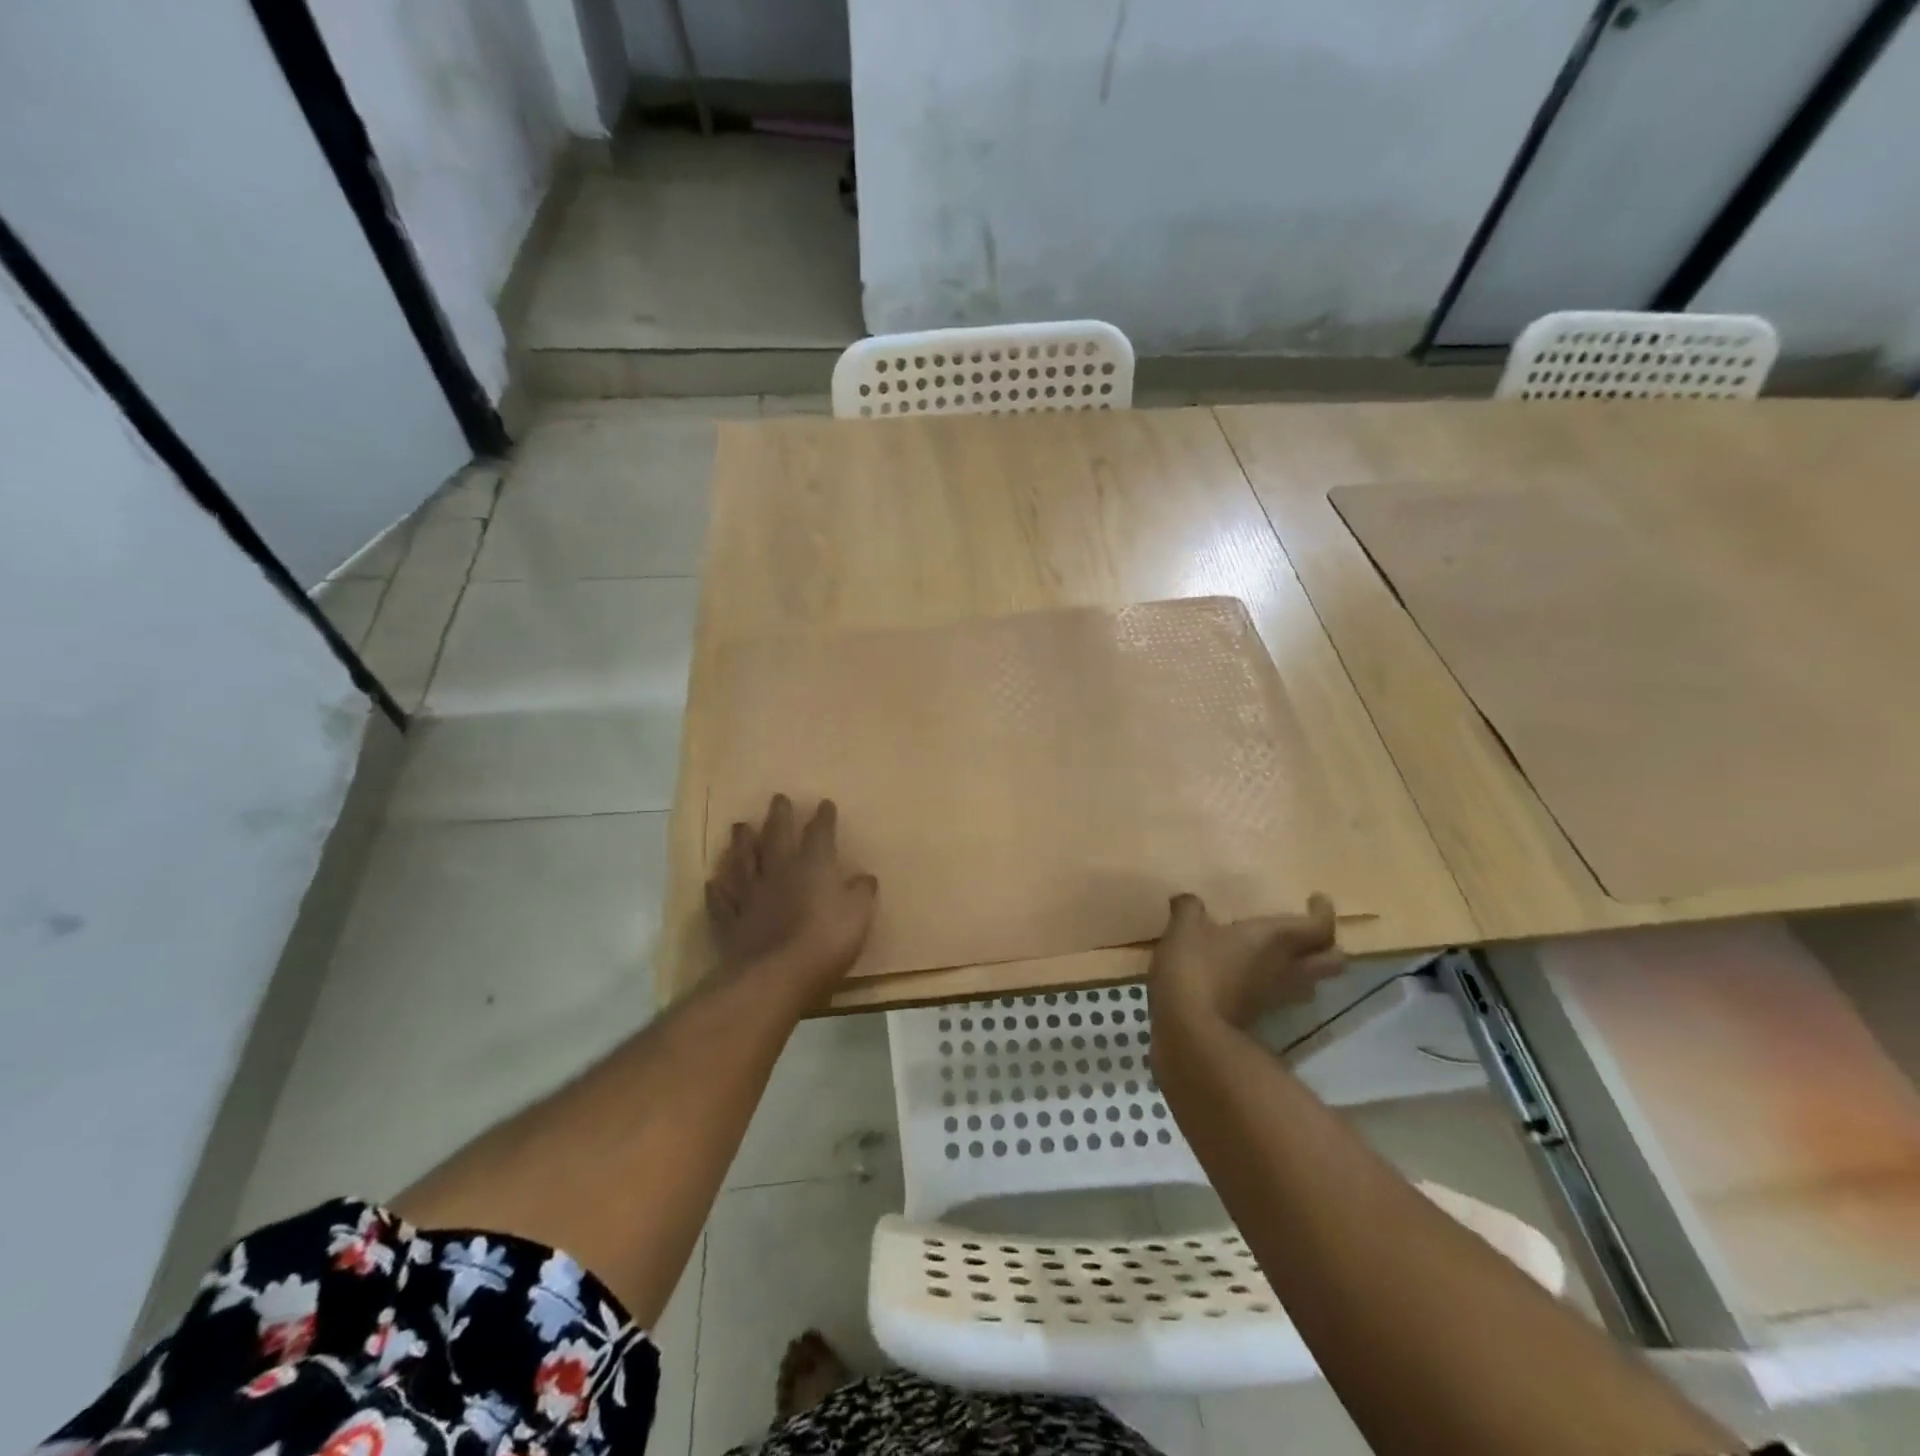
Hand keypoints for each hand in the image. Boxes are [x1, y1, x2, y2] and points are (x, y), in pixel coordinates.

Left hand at [705, 795, 877, 1002]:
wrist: (776, 976)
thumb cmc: (826, 941)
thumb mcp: (858, 915)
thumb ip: (861, 894)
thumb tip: (864, 877)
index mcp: (813, 867)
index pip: (820, 834)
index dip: (823, 818)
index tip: (824, 803)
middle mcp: (779, 872)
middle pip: (777, 837)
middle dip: (779, 817)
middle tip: (777, 798)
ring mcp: (751, 896)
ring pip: (744, 862)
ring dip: (742, 843)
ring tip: (740, 826)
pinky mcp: (731, 923)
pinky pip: (722, 902)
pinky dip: (718, 891)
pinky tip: (713, 882)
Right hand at [1147, 891, 1344, 1030]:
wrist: (1188, 1027)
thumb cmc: (1194, 966)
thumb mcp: (1184, 928)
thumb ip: (1189, 909)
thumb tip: (1187, 900)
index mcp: (1276, 939)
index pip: (1321, 927)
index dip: (1324, 912)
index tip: (1314, 900)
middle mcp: (1287, 968)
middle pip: (1333, 962)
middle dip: (1328, 946)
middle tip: (1308, 932)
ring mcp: (1277, 996)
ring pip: (1312, 983)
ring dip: (1307, 969)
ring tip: (1285, 955)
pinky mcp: (1261, 1016)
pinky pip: (1284, 996)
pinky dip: (1280, 984)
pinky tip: (1254, 975)